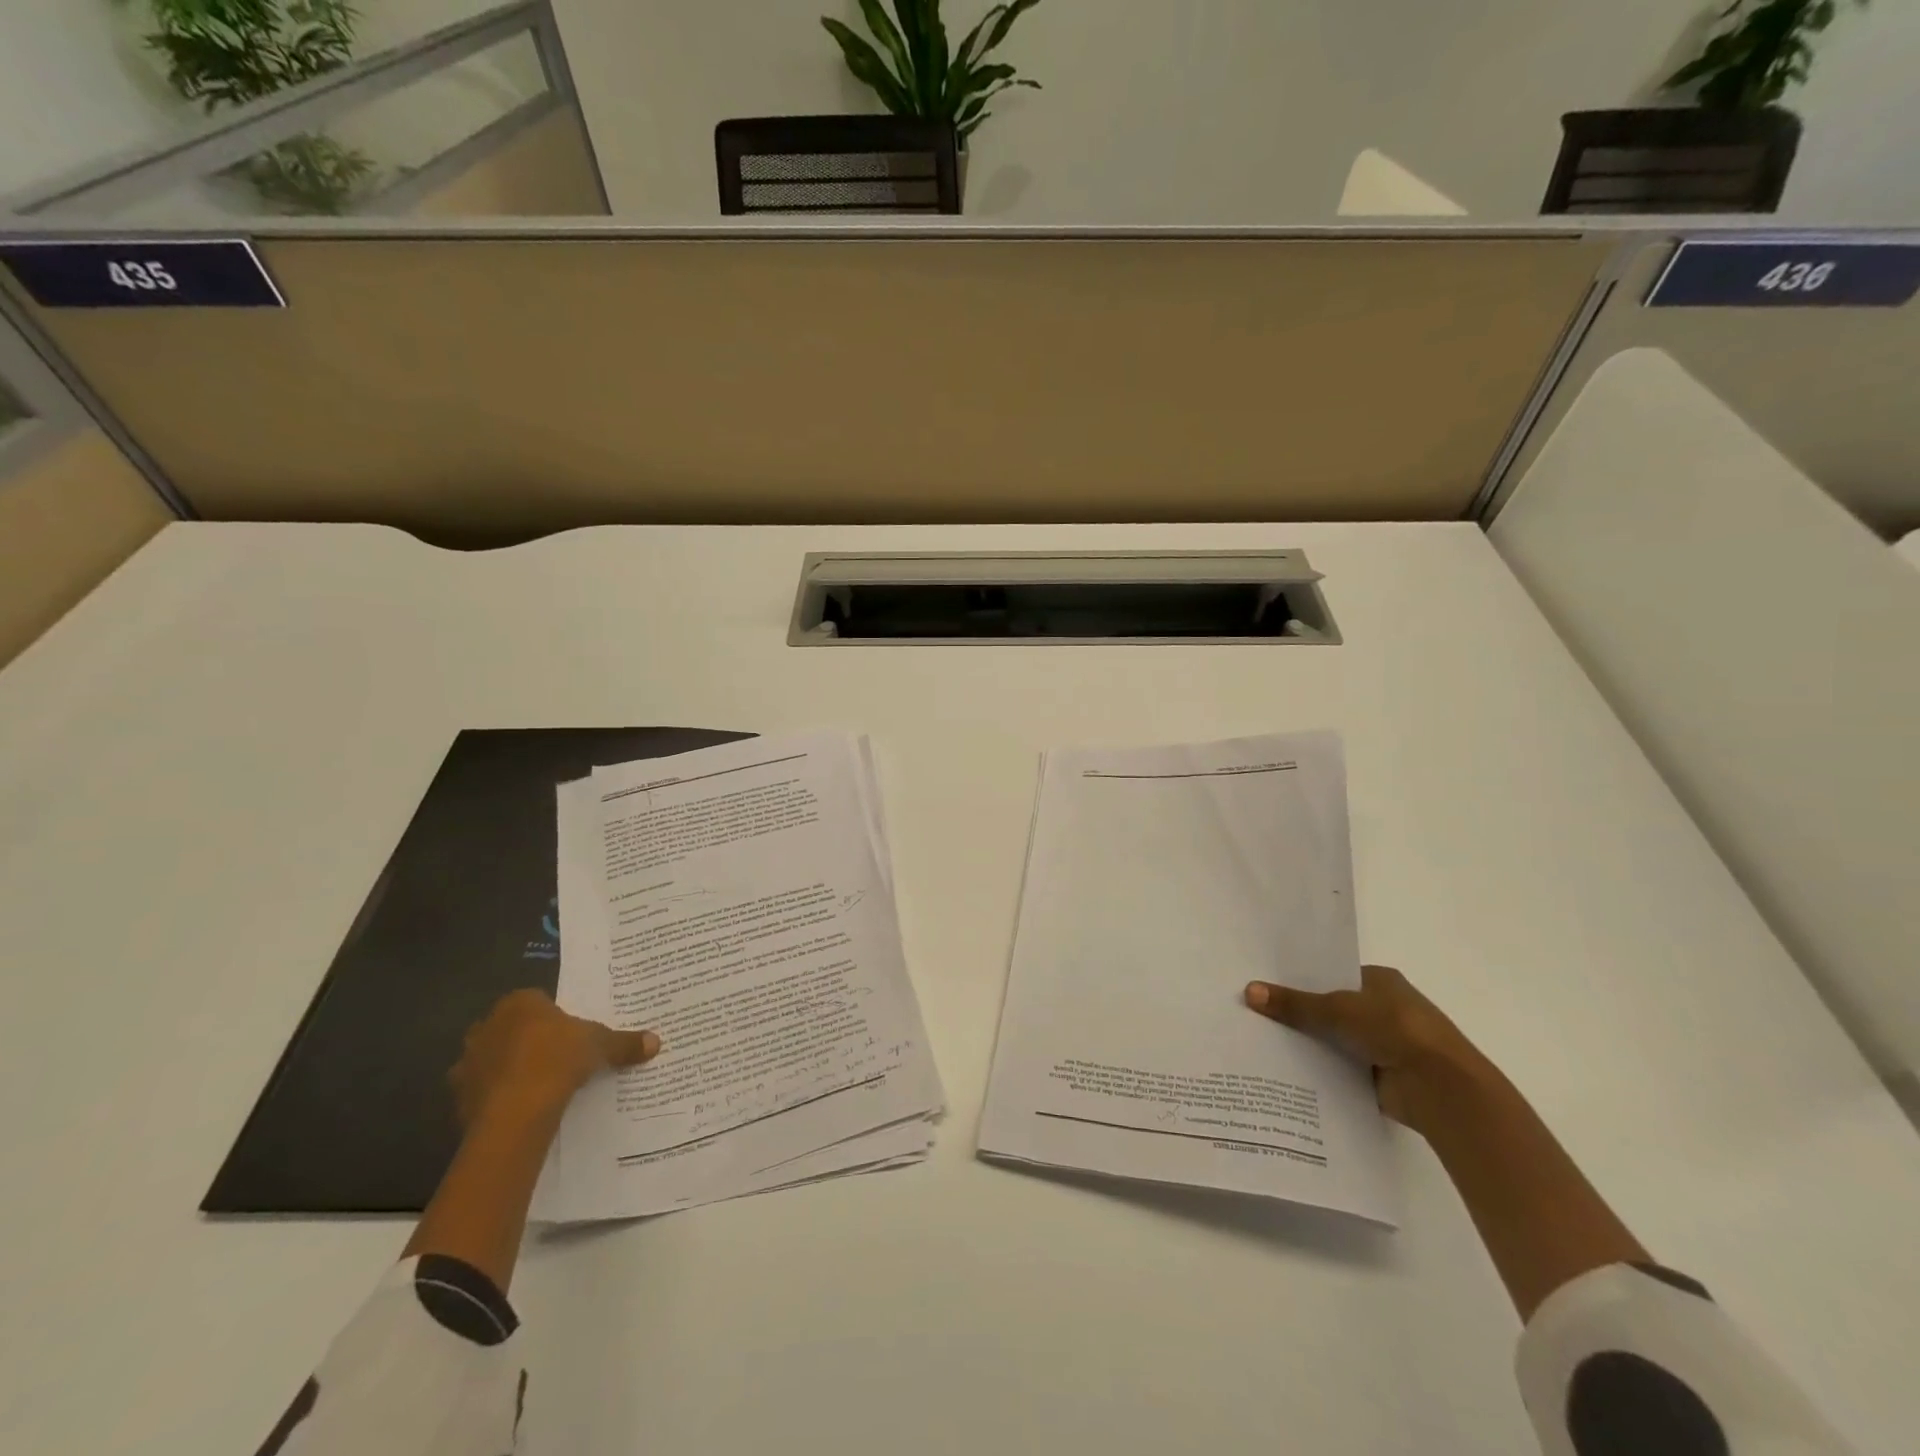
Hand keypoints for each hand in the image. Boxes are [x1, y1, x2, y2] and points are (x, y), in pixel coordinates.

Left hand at [450, 989, 660, 1125]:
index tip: (569, 1033)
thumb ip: (623, 1042)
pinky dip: (496, 1097)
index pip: (536, 1001)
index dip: (552, 1016)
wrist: (515, 1112)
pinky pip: (482, 1091)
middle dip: (527, 1040)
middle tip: (554, 1057)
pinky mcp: (458, 1096)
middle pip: (510, 1028)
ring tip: (536, 1086)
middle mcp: (487, 1025)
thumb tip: (656, 1041)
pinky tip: (519, 1108)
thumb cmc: (558, 1060)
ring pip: (492, 1059)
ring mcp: (468, 1061)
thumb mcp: (600, 1045)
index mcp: (519, 1003)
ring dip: (507, 1069)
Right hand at [1244, 964, 1486, 1135]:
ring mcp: (1384, 1044)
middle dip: (1300, 1014)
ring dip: (1309, 1044)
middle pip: (1331, 1008)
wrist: (1441, 1087)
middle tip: (1254, 1013)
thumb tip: (1248, 991)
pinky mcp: (1381, 1076)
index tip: (1266, 986)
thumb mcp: (1337, 1009)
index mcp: (1380, 980)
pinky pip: (1341, 1068)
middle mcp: (1383, 1009)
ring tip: (1260, 1042)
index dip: (1300, 980)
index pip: (1331, 975)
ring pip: (1334, 1039)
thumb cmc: (1395, 1029)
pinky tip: (1285, 1071)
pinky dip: (1321, 1070)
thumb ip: (1294, 1003)